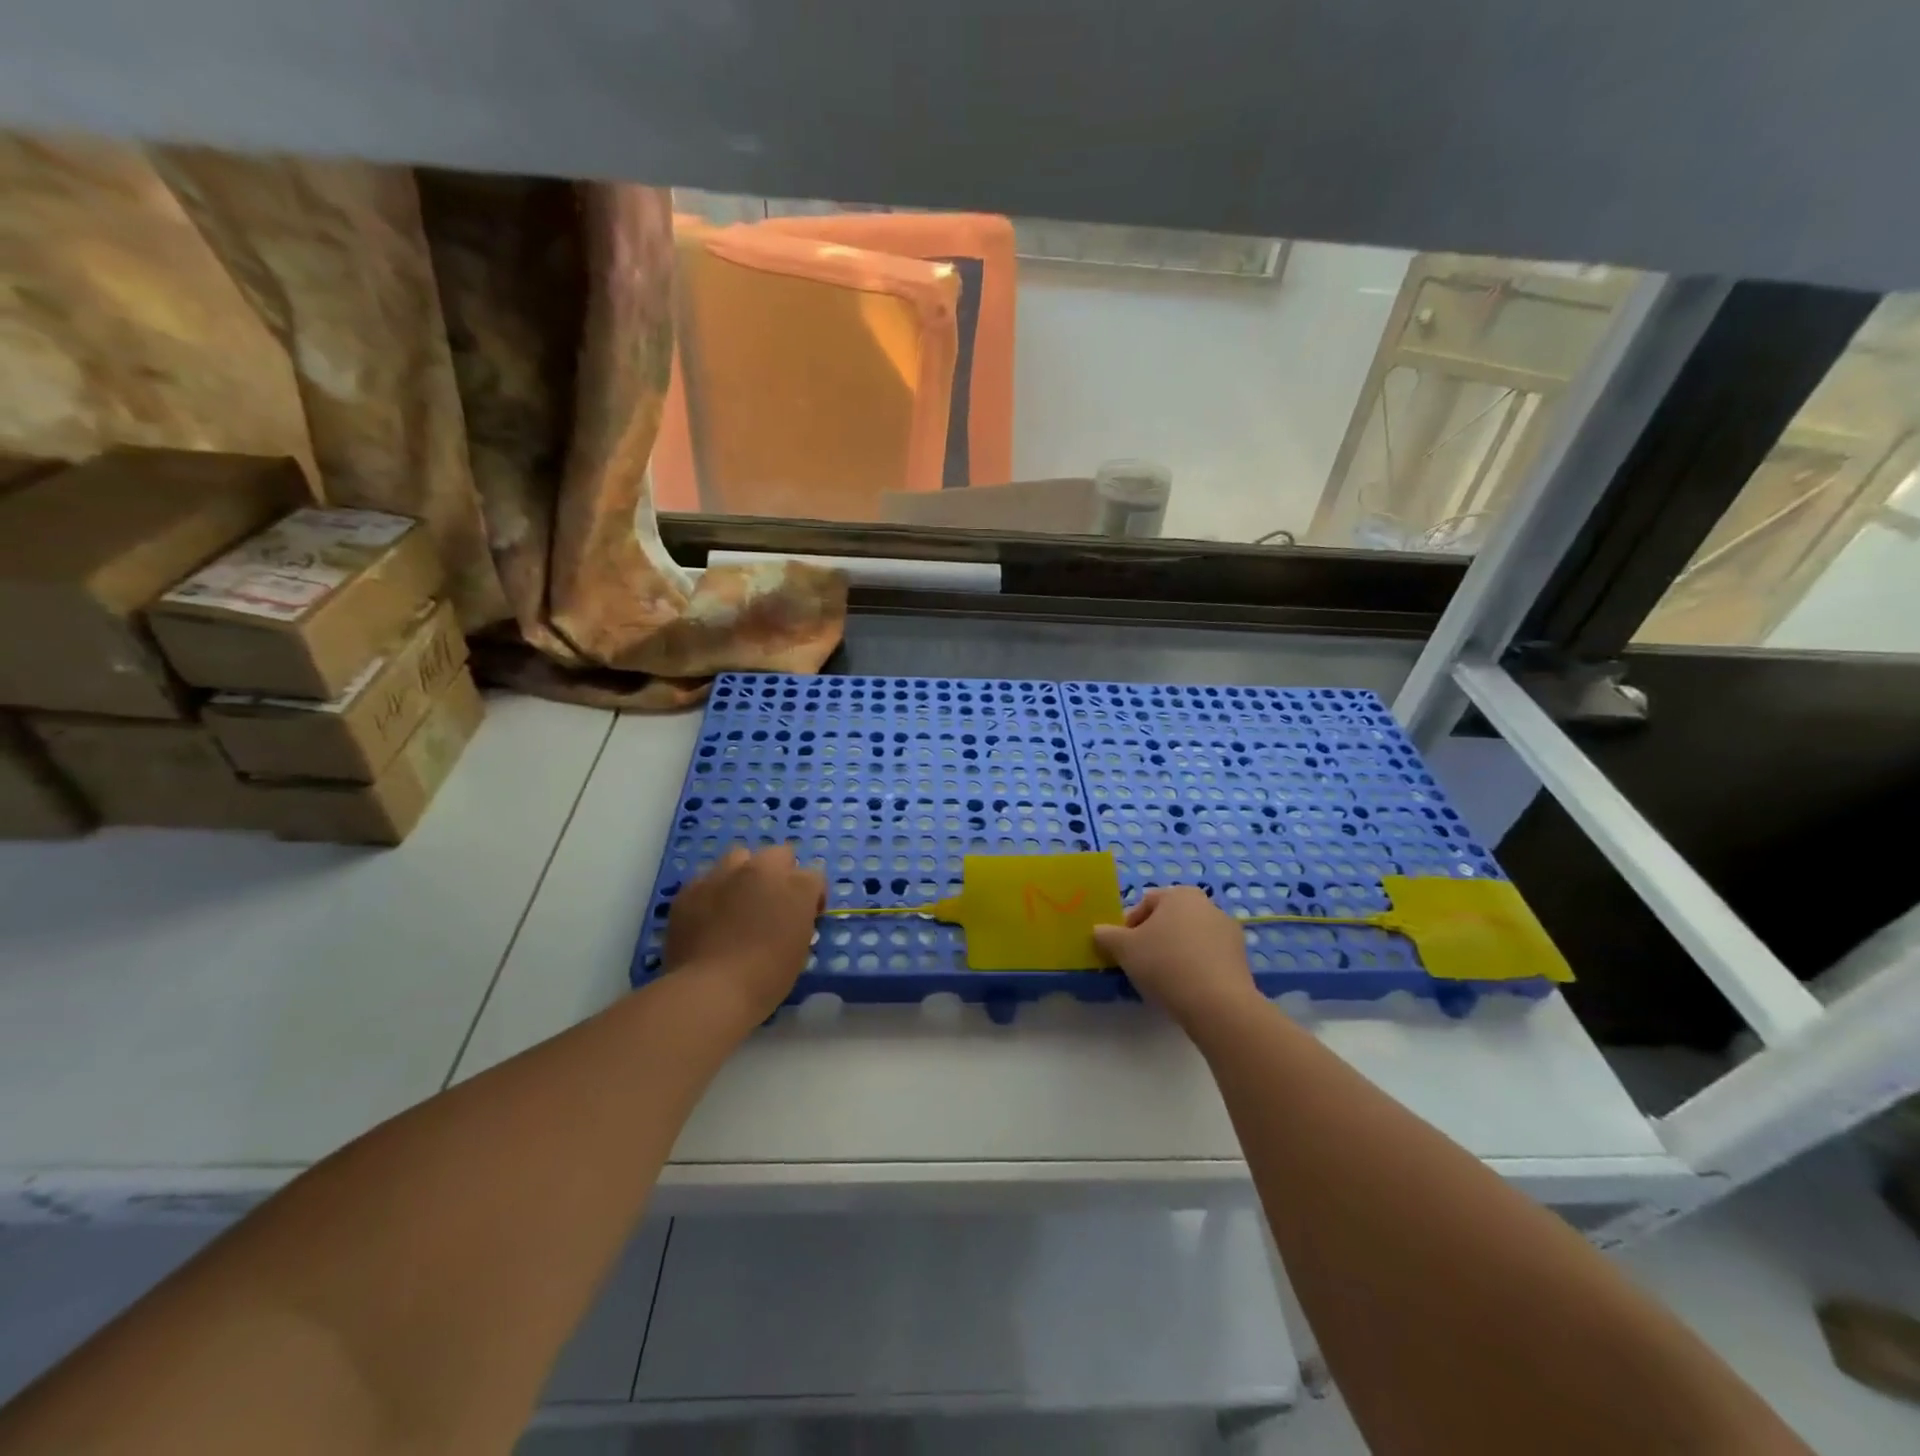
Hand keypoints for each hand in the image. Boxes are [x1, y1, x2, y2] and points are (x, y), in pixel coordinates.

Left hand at [664, 845, 825, 1021]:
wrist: (710, 991)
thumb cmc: (766, 978)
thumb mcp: (799, 949)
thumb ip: (799, 920)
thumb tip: (789, 916)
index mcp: (796, 886)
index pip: (814, 878)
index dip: (811, 898)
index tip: (805, 917)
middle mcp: (761, 870)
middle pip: (778, 855)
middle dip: (780, 874)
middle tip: (772, 904)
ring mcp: (723, 875)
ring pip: (739, 857)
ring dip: (744, 875)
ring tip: (738, 902)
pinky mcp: (691, 889)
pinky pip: (707, 880)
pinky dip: (713, 893)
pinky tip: (708, 917)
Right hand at [1093, 887, 1260, 1030]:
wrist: (1218, 1004)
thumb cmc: (1165, 964)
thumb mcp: (1124, 949)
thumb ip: (1108, 936)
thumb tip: (1099, 931)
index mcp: (1180, 895)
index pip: (1146, 903)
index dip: (1129, 926)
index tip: (1124, 950)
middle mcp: (1208, 905)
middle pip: (1170, 919)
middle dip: (1154, 938)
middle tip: (1141, 964)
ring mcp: (1229, 932)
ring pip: (1190, 939)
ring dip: (1175, 953)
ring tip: (1163, 981)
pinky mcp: (1241, 959)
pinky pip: (1208, 958)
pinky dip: (1195, 968)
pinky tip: (1186, 989)